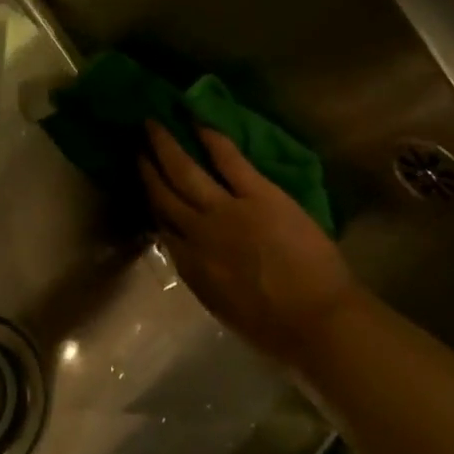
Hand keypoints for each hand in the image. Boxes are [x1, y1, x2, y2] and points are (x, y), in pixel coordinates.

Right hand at [139, 121, 355, 364]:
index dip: (151, 204)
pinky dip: (213, 139)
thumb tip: (195, 257)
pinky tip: (198, 123)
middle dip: (148, 169)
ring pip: (186, 172)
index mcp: (191, 267)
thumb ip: (204, 277)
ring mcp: (227, 210)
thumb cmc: (274, 329)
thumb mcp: (223, 308)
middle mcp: (198, 233)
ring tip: (153, 125)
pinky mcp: (259, 194)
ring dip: (167, 146)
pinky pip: (229, 160)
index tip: (144, 186)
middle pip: (164, 195)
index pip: (162, 228)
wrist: (316, 321)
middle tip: (136, 146)